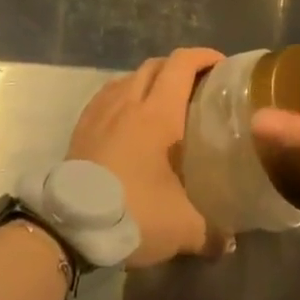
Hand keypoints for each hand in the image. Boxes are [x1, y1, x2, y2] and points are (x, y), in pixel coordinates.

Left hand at [68, 47, 224, 266]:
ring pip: (129, 78)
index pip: (182, 64)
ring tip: (164, 103)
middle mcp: (128, 102)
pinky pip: (108, 96)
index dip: (204, 56)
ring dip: (150, 81)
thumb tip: (230, 242)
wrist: (69, 226)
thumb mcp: (182, 228)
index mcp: (158, 113)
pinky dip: (125, 96)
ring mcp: (100, 112)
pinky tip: (130, 120)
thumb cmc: (134, 213)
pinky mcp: (81, 127)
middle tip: (199, 87)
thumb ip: (213, 232)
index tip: (222, 65)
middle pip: (156, 65)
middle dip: (180, 67)